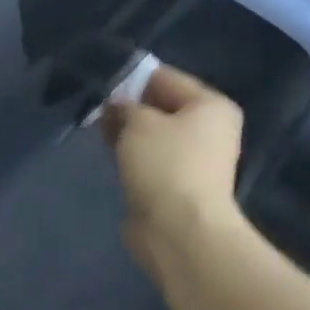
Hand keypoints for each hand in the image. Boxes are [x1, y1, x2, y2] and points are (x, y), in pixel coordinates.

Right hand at [100, 64, 245, 276]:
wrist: (180, 231)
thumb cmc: (165, 164)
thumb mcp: (138, 122)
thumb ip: (125, 107)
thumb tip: (117, 106)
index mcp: (211, 105)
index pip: (166, 78)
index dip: (132, 79)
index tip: (102, 84)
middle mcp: (210, 129)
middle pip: (162, 107)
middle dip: (130, 108)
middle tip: (98, 110)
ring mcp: (197, 160)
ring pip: (155, 135)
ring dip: (130, 133)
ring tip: (101, 132)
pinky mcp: (180, 186)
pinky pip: (153, 160)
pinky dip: (134, 156)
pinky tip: (113, 157)